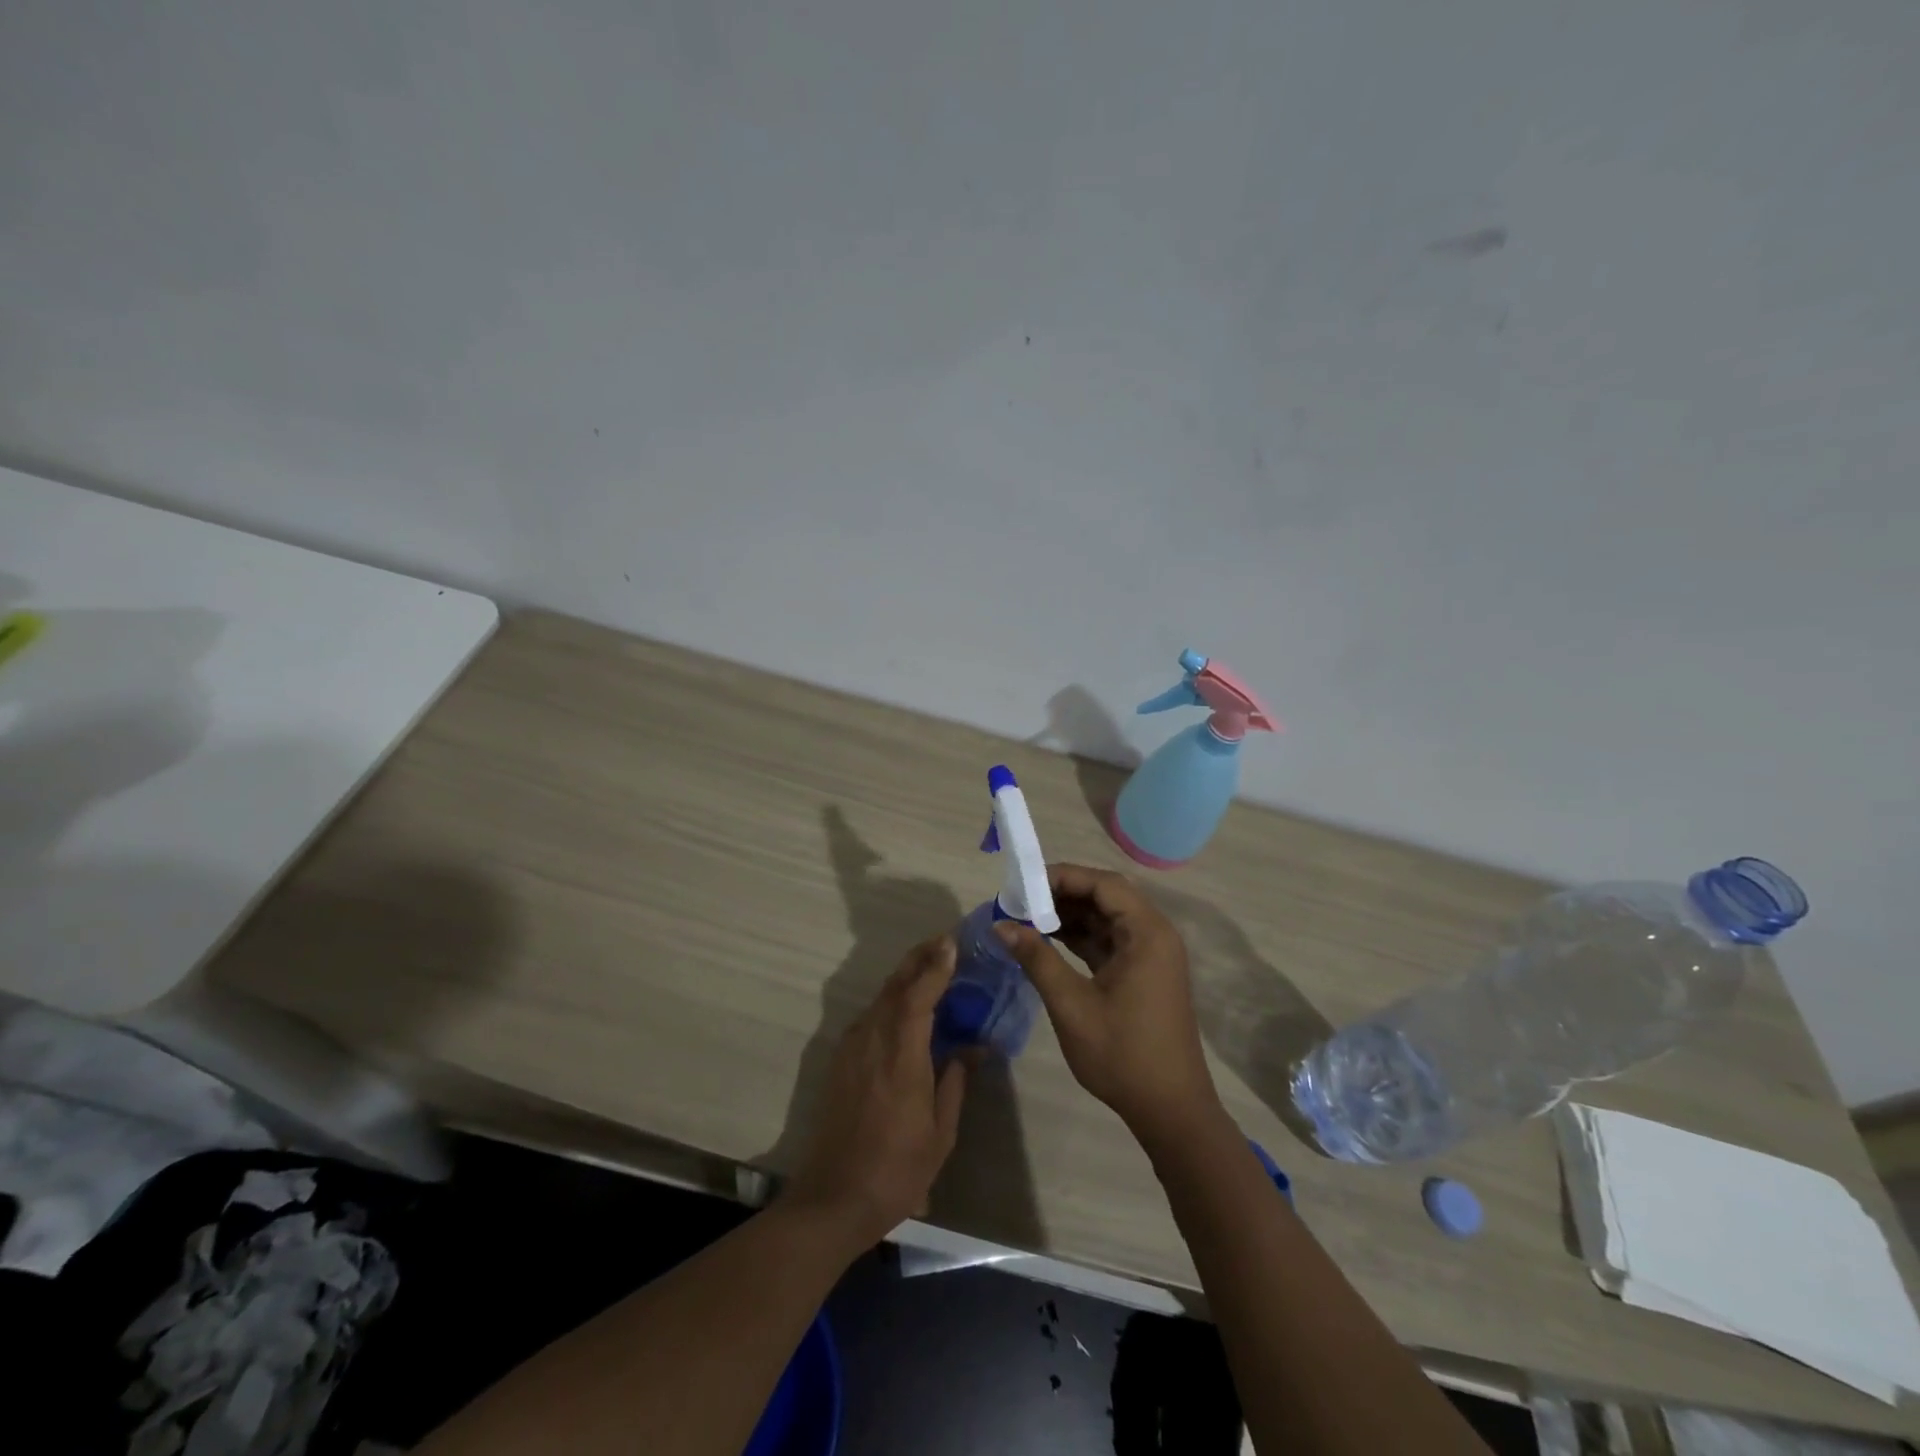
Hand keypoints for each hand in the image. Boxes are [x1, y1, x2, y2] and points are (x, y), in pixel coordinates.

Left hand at [782, 936, 969, 1247]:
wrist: (833, 1197)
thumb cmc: (897, 1170)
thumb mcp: (940, 1132)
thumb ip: (955, 1081)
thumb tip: (973, 1047)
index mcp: (901, 1056)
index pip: (918, 996)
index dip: (935, 967)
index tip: (952, 943)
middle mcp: (872, 1041)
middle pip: (895, 986)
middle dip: (919, 959)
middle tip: (944, 942)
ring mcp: (852, 1049)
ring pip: (881, 998)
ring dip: (905, 977)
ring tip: (930, 966)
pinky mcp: (841, 1060)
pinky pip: (870, 1016)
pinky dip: (891, 1000)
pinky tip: (905, 1006)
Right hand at [997, 864, 1221, 1142]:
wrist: (1170, 1109)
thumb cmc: (1122, 1053)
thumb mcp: (1072, 1004)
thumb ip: (1037, 958)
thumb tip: (1000, 925)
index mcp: (1147, 933)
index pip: (1104, 884)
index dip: (1063, 876)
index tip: (1024, 883)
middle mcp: (1154, 934)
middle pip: (1106, 896)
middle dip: (1063, 894)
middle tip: (1021, 900)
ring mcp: (1151, 955)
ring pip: (1107, 918)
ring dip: (1070, 916)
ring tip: (1027, 919)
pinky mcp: (1144, 973)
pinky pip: (1110, 941)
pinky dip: (1081, 938)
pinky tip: (1048, 941)